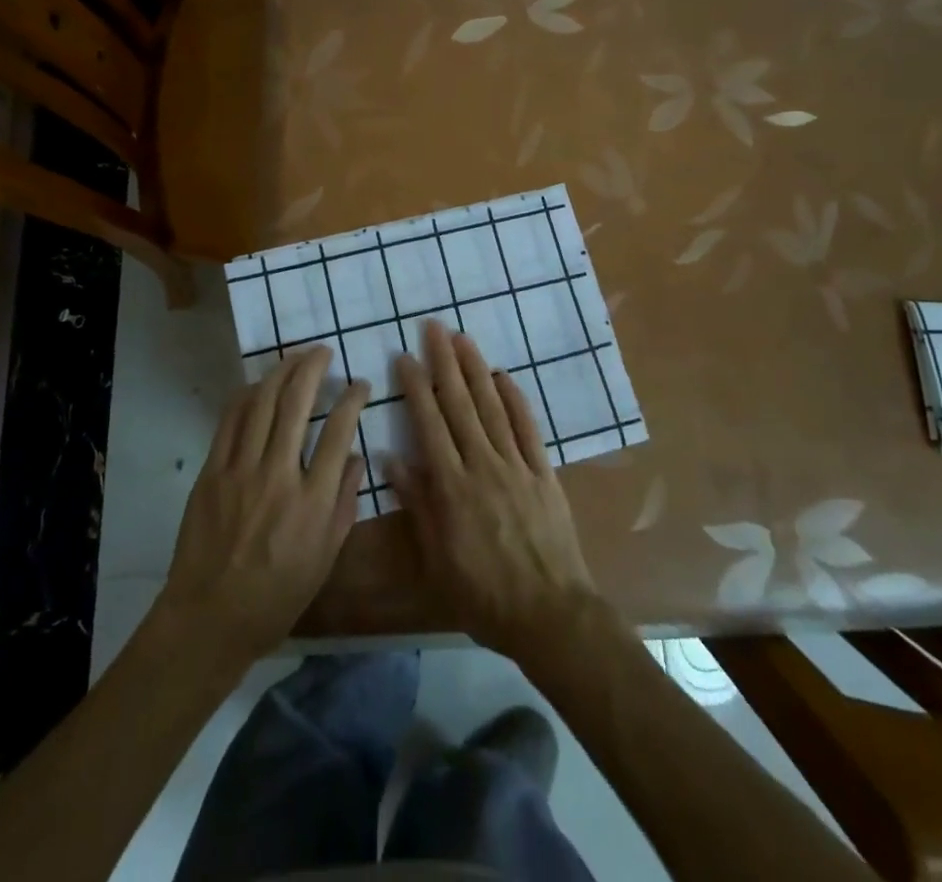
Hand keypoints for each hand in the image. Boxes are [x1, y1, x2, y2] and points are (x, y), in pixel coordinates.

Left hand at [159, 346, 367, 661]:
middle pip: (298, 403)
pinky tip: (259, 385)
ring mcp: (241, 470)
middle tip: (323, 352)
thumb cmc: (277, 596)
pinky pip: (231, 421)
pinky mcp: (212, 472)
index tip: (359, 385)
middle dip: (313, 368)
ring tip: (295, 357)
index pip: (339, 431)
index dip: (352, 398)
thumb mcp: (326, 557)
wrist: (210, 617)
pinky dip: (247, 395)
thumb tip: (354, 456)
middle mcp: (278, 476)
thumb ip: (344, 503)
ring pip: (263, 403)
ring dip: (281, 371)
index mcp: (313, 501)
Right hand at [387, 321, 599, 659]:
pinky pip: (528, 428)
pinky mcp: (543, 473)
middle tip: (434, 328)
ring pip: (492, 408)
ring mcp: (517, 466)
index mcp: (452, 487)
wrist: (549, 614)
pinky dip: (515, 399)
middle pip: (460, 405)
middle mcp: (483, 466)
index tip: (405, 358)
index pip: (429, 425)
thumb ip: (418, 505)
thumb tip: (392, 460)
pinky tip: (503, 376)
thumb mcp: (437, 559)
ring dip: (476, 370)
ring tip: (463, 339)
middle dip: (445, 363)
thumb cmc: (483, 595)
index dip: (416, 389)